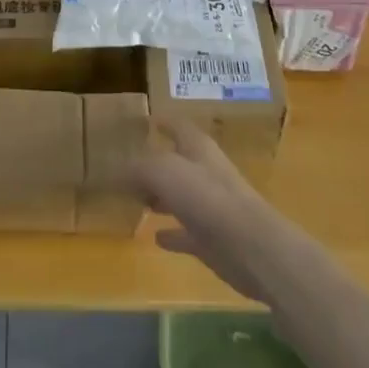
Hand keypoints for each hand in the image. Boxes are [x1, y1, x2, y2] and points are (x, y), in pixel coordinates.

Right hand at [131, 122, 291, 302]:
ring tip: (136, 200)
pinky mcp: (213, 240)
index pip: (177, 125)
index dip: (162, 120)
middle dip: (155, 163)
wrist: (251, 247)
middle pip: (178, 161)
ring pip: (181, 196)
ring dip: (161, 197)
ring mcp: (211, 207)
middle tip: (127, 166)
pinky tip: (156, 237)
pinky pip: (186, 232)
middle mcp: (206, 172)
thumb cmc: (207, 198)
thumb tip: (117, 172)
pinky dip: (172, 233)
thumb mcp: (164, 171)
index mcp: (198, 148)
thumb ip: (139, 168)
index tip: (144, 119)